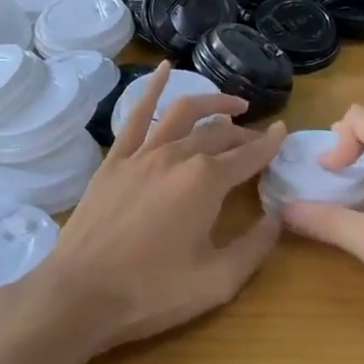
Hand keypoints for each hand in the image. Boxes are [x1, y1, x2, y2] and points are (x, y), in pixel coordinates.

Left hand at [29, 64, 286, 355]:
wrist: (80, 294)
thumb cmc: (151, 292)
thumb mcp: (217, 282)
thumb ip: (255, 248)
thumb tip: (278, 216)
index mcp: (206, 181)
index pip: (248, 155)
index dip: (270, 144)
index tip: (284, 131)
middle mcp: (178, 155)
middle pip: (219, 133)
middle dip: (243, 134)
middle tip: (256, 140)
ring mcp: (143, 153)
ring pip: (183, 113)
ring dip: (211, 103)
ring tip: (230, 105)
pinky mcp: (115, 159)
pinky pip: (136, 114)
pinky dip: (153, 87)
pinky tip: (164, 68)